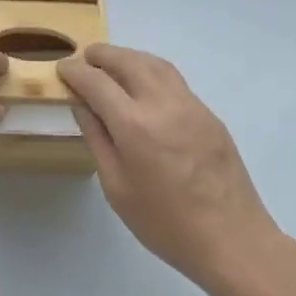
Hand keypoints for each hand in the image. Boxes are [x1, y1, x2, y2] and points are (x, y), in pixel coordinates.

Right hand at [60, 44, 283, 295]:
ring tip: (112, 63)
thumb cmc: (165, 223)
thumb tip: (82, 105)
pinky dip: (151, 70)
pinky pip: (173, 79)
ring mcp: (190, 105)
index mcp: (134, 124)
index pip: (96, 82)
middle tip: (84, 58)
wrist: (232, 240)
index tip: (62, 68)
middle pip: (127, 61)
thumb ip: (97, 140)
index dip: (75, 71)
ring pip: (154, 63)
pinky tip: (144, 84)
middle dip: (102, 55)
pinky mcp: (208, 114)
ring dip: (128, 57)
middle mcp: (162, 103)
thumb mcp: (117, 188)